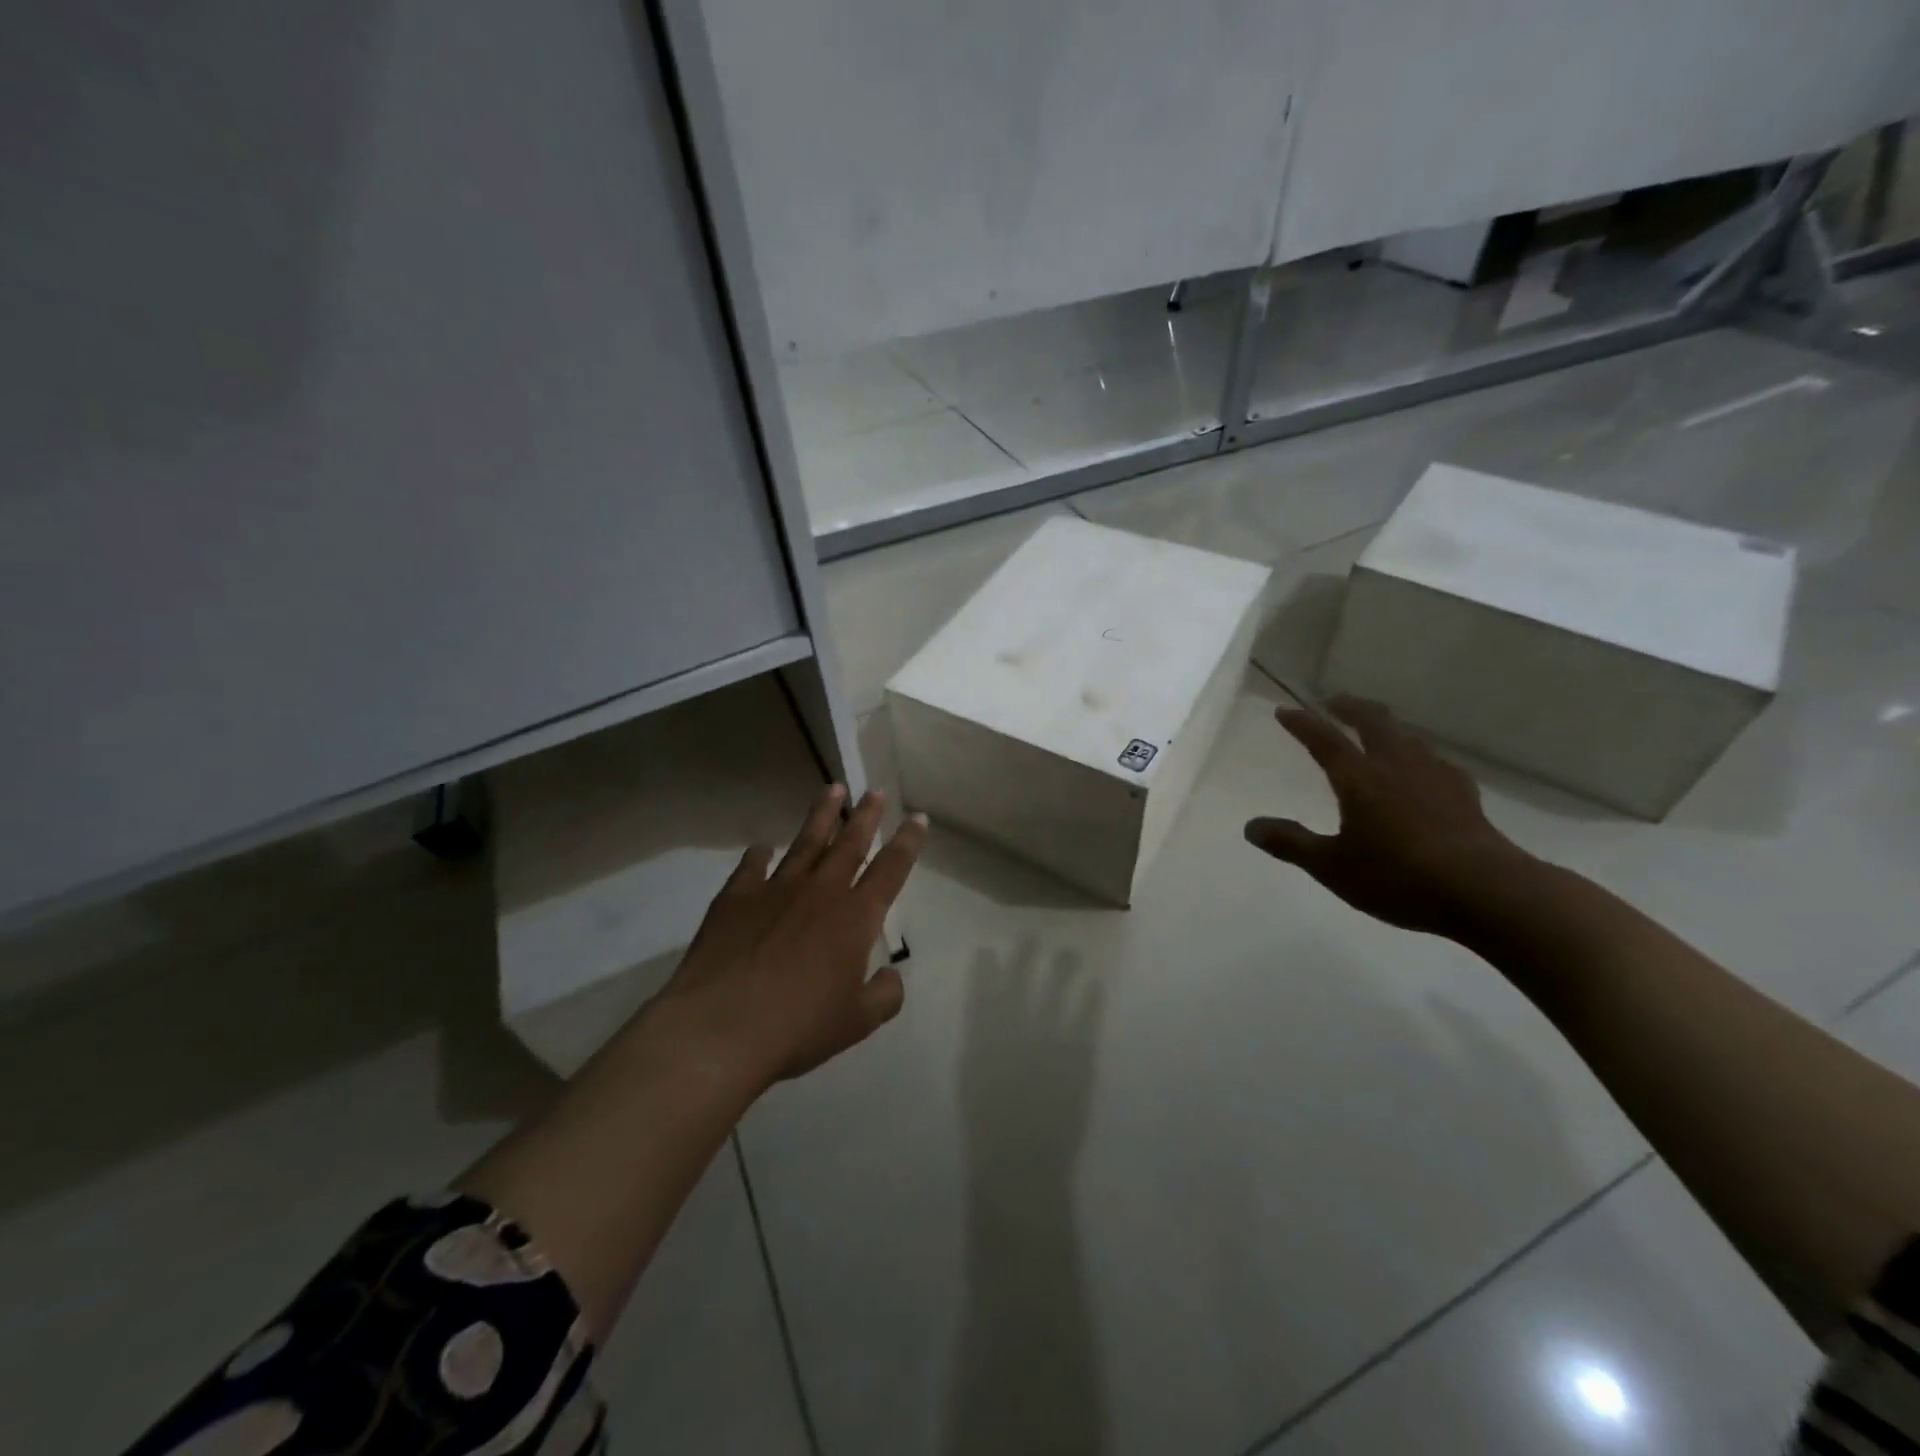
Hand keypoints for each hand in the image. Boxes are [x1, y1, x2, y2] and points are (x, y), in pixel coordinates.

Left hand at [658, 785, 925, 1087]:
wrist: (720, 1028)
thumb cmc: (798, 1026)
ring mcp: (775, 889)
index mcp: (856, 917)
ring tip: (832, 789)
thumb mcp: (857, 1022)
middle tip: (875, 790)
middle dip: (866, 815)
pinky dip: (759, 854)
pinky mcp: (736, 897)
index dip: (907, 842)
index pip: (891, 869)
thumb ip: (884, 996)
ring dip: (821, 815)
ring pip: (805, 842)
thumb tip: (890, 975)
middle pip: (849, 843)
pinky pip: (752, 866)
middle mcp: (820, 891)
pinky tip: (762, 847)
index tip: (917, 818)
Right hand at [1244, 696, 1528, 936]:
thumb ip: (1291, 843)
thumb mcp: (1331, 866)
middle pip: (1373, 722)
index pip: (1324, 741)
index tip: (1284, 711)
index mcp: (1359, 779)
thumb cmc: (1397, 876)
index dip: (1302, 724)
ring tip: (1378, 730)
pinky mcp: (1464, 795)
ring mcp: (1435, 777)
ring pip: (1407, 737)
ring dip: (1387, 726)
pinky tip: (1425, 770)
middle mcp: (1396, 766)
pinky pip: (1437, 762)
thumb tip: (1250, 827)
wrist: (1484, 890)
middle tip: (1334, 701)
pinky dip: (1420, 756)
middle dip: (1351, 707)